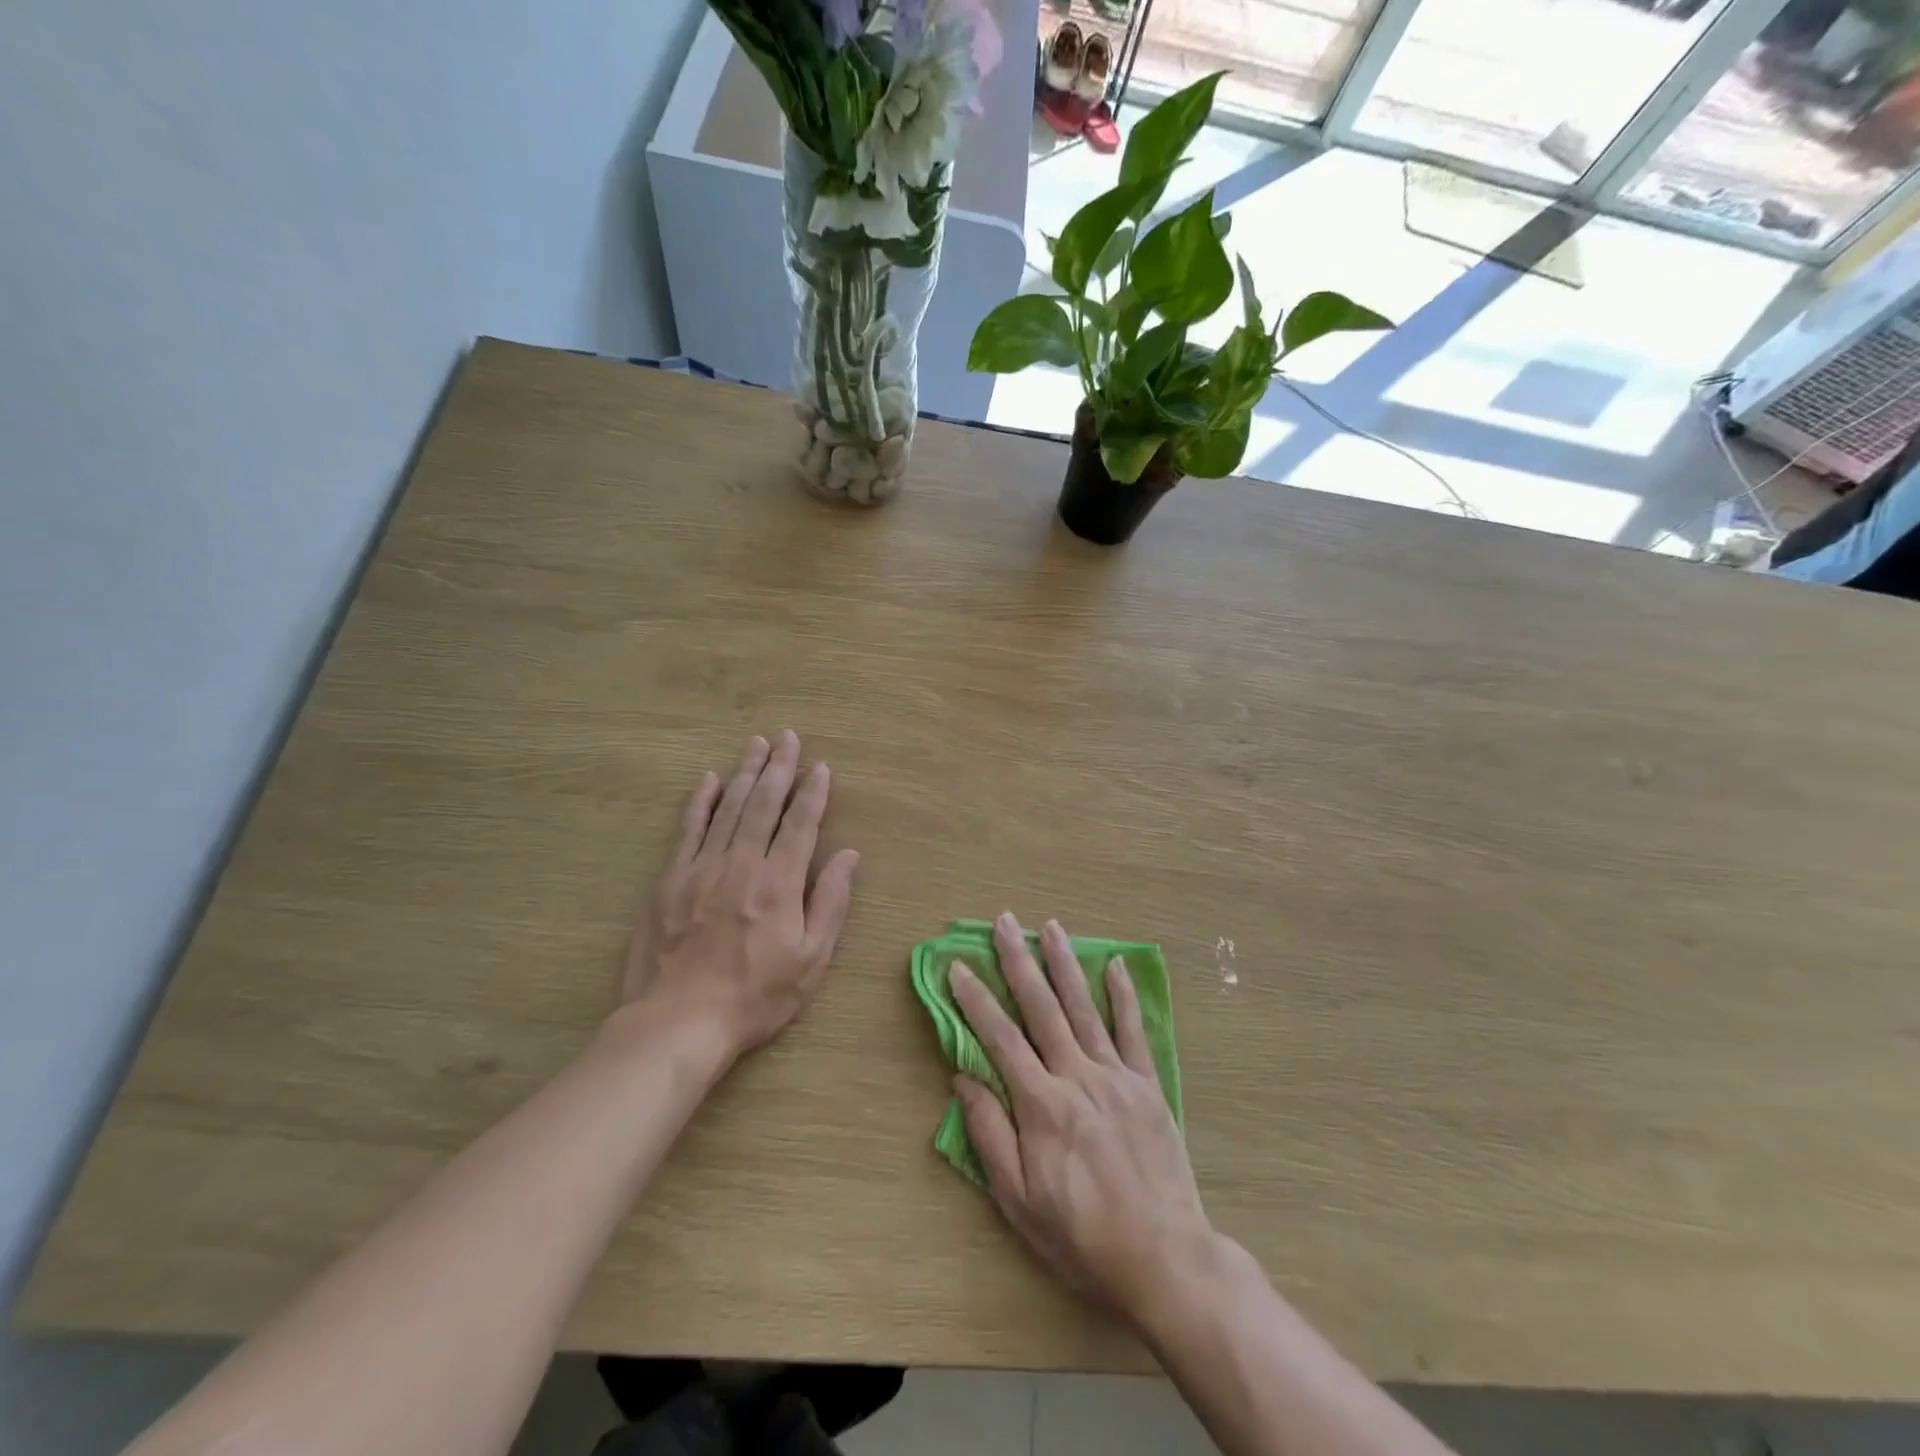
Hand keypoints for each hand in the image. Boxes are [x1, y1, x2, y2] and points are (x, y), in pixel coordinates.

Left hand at [623, 731, 859, 1061]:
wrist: (679, 1022)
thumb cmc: (755, 996)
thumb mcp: (811, 960)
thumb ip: (831, 903)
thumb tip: (849, 855)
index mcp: (779, 883)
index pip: (801, 824)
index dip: (813, 793)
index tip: (820, 767)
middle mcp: (742, 865)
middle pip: (764, 805)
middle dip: (779, 768)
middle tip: (787, 738)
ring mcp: (702, 869)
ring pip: (728, 809)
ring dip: (745, 773)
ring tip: (757, 745)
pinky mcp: (670, 880)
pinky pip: (688, 830)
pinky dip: (700, 802)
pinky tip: (708, 779)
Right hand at [949, 912, 1215, 1326]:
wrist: (1163, 1258)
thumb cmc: (1081, 1236)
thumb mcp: (1019, 1201)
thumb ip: (989, 1135)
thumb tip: (963, 1078)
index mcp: (1041, 1105)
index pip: (1000, 1038)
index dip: (976, 999)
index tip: (958, 966)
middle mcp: (1077, 1076)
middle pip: (1041, 1008)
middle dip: (1019, 961)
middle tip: (1005, 922)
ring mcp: (1116, 1076)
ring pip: (1084, 1008)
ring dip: (1064, 963)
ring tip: (1050, 926)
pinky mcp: (1148, 1085)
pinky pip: (1133, 1031)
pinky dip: (1123, 995)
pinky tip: (1114, 964)